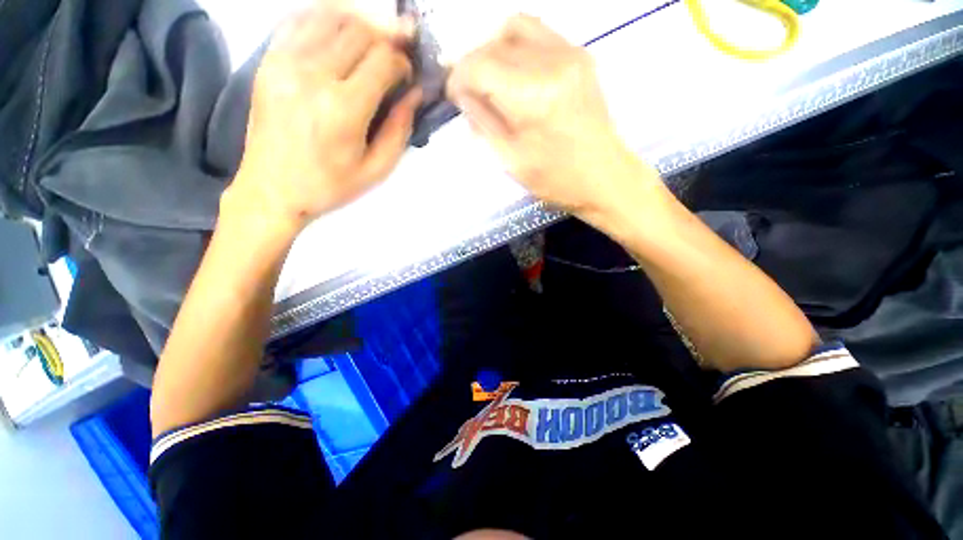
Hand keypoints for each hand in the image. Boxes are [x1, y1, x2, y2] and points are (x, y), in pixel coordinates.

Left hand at [227, 4, 421, 232]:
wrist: (272, 189)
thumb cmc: (330, 185)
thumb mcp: (376, 170)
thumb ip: (399, 130)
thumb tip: (415, 94)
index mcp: (343, 109)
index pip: (383, 60)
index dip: (403, 62)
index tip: (408, 76)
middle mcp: (313, 75)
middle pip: (360, 31)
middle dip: (387, 38)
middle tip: (398, 53)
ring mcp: (285, 62)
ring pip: (331, 16)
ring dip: (360, 22)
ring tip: (374, 38)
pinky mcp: (268, 60)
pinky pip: (299, 19)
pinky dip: (326, 17)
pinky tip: (341, 31)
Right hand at [447, 15, 655, 218]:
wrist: (604, 176)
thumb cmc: (556, 179)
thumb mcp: (511, 161)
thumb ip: (483, 123)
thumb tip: (463, 95)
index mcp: (532, 97)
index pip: (479, 64)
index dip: (458, 77)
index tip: (453, 95)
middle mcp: (551, 63)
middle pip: (493, 43)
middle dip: (472, 65)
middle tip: (470, 92)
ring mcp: (570, 53)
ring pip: (514, 28)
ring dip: (493, 50)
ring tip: (490, 79)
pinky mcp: (580, 55)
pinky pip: (538, 33)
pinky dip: (516, 46)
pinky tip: (514, 73)